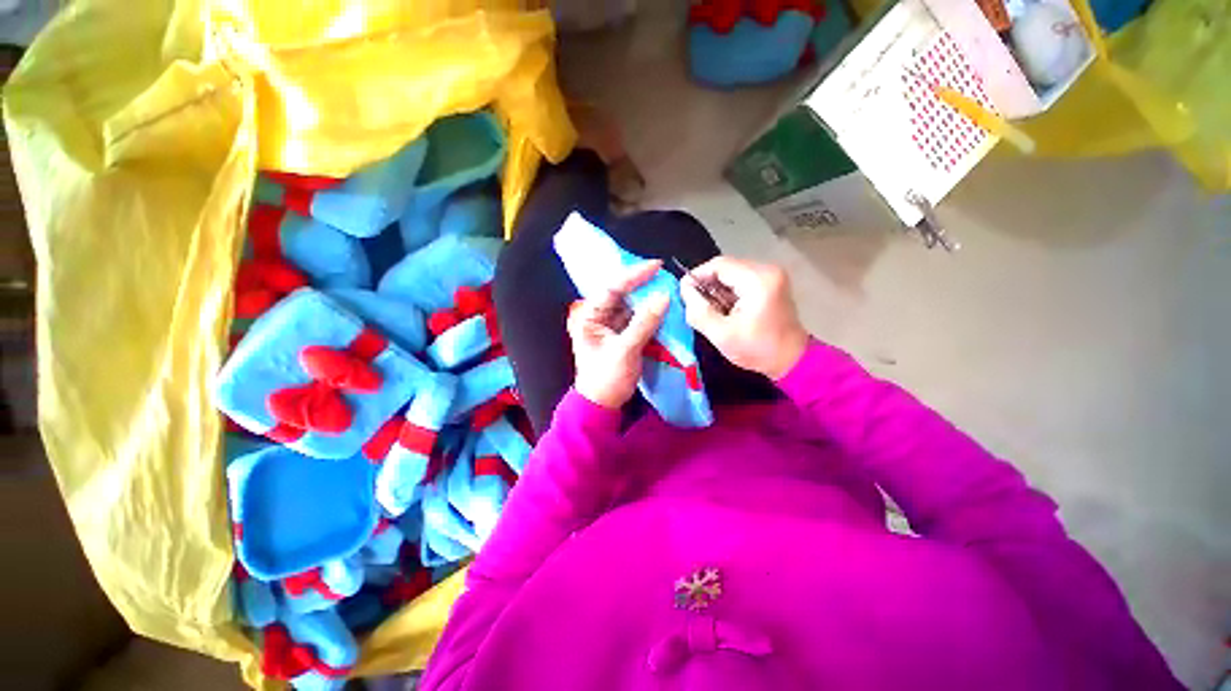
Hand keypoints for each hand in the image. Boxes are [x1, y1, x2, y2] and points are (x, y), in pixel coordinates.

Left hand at [568, 260, 669, 409]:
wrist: (602, 404)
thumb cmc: (607, 378)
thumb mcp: (625, 350)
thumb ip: (644, 322)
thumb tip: (663, 297)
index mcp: (589, 316)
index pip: (611, 288)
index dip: (633, 275)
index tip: (655, 266)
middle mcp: (598, 316)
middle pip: (621, 294)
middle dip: (643, 285)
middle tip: (664, 276)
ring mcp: (609, 325)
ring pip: (630, 305)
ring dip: (647, 299)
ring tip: (667, 289)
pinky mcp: (620, 334)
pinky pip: (636, 318)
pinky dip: (649, 314)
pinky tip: (662, 308)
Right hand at [681, 257, 808, 379]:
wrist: (791, 360)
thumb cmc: (756, 349)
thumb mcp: (721, 334)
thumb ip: (698, 310)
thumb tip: (684, 288)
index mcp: (758, 280)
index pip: (719, 265)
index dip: (697, 276)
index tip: (684, 292)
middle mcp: (767, 270)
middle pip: (726, 267)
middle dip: (707, 284)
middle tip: (695, 304)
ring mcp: (772, 275)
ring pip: (732, 273)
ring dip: (717, 289)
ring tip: (710, 309)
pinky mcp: (771, 283)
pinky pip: (742, 279)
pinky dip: (728, 291)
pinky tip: (724, 308)